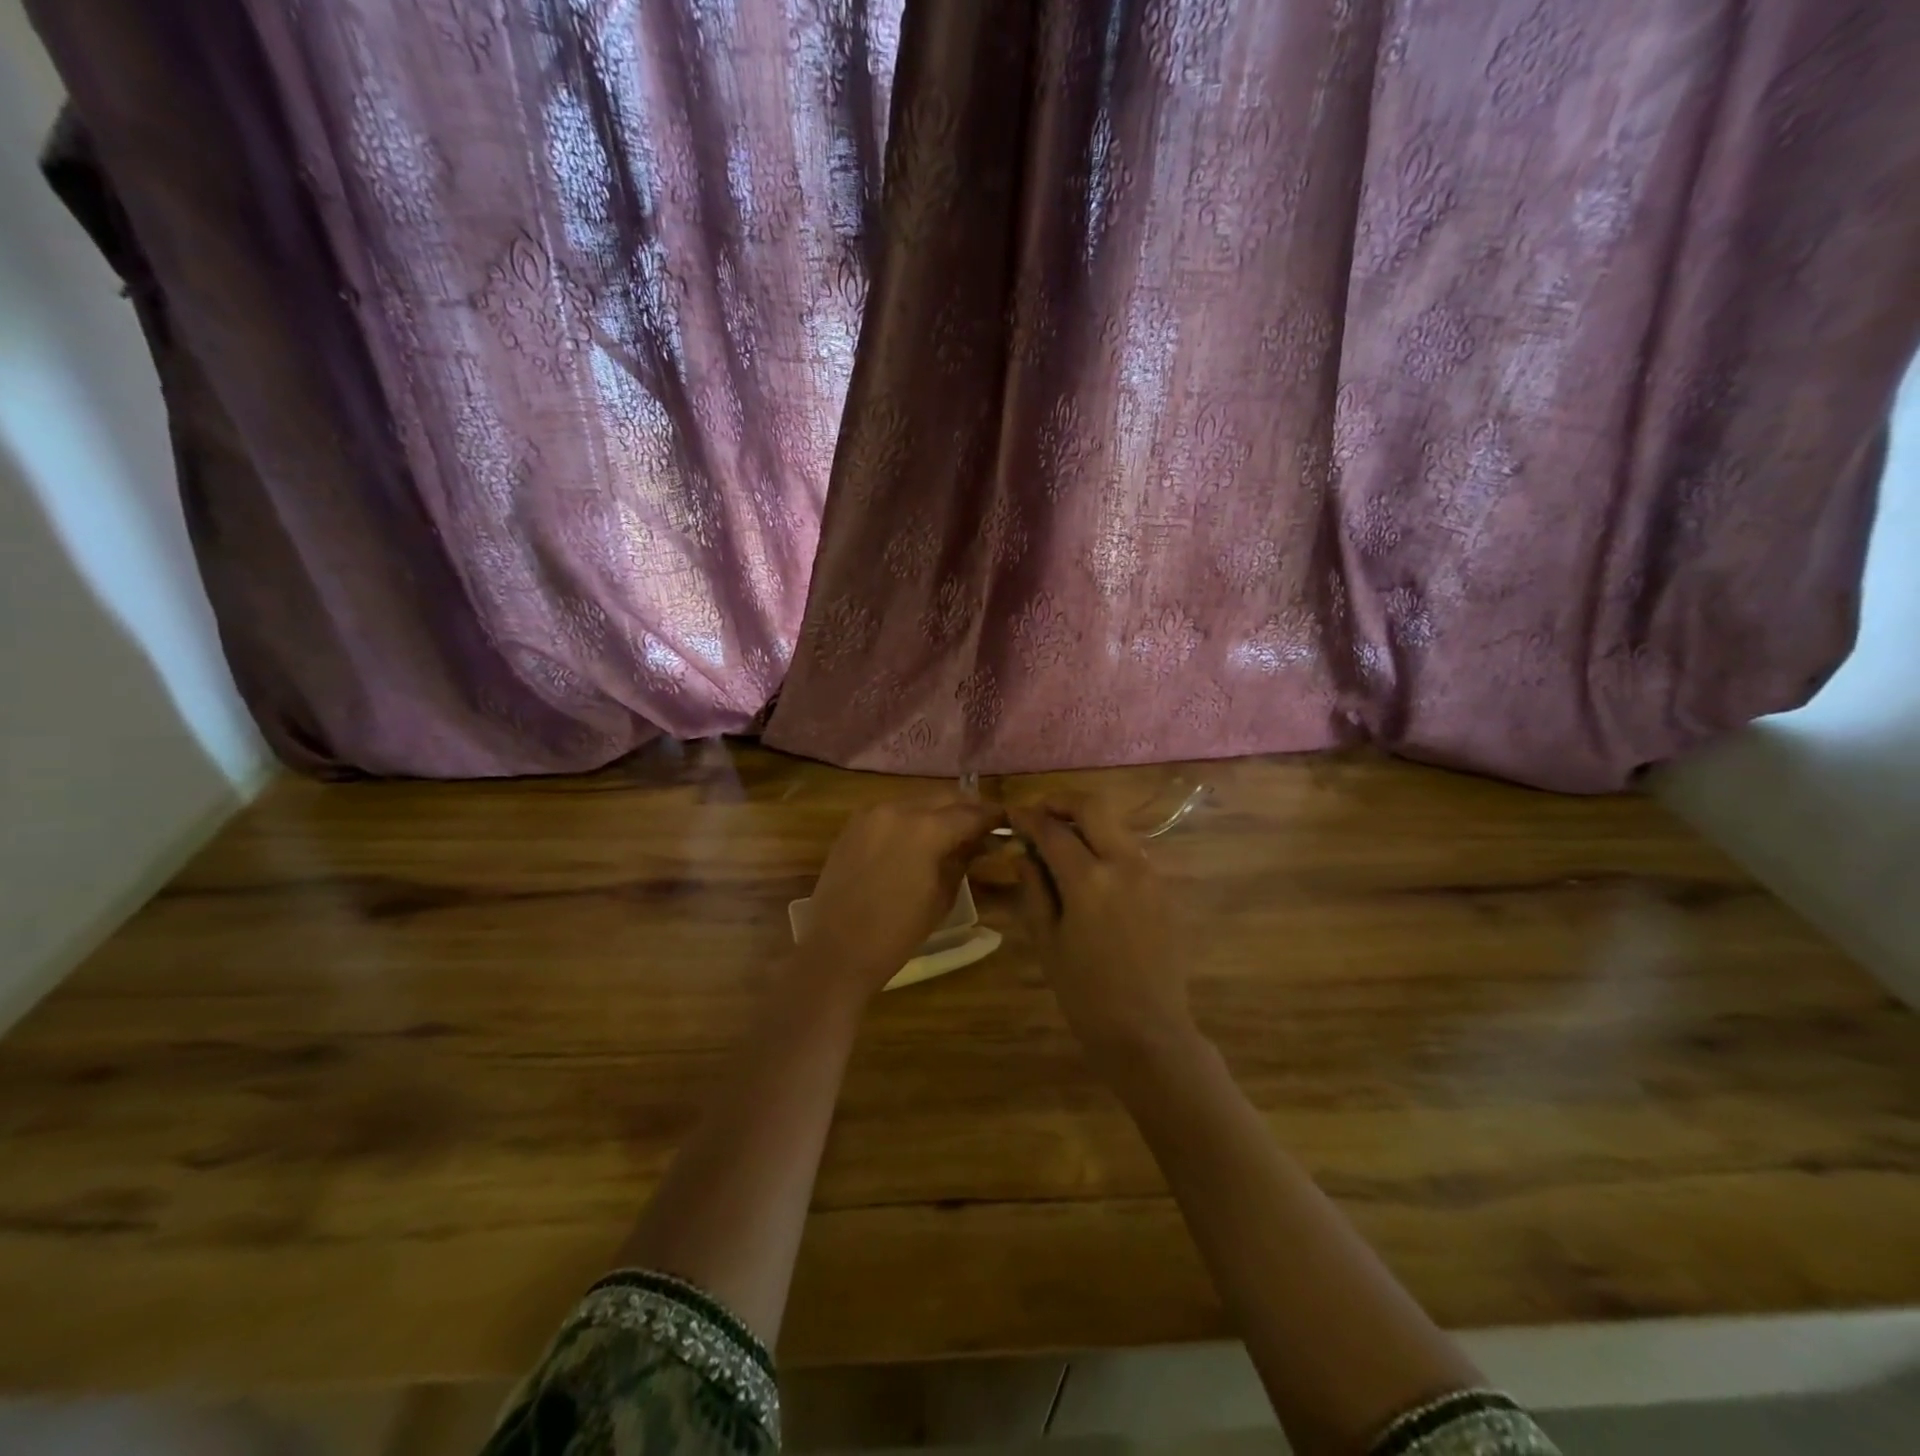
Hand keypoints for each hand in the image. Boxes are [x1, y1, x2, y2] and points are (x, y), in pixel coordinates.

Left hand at [799, 794, 1001, 996]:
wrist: (837, 950)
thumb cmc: (898, 932)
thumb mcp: (942, 897)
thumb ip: (963, 860)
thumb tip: (979, 842)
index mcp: (926, 830)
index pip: (971, 813)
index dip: (992, 817)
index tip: (1006, 821)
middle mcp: (899, 810)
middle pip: (943, 797)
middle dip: (965, 808)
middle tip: (981, 826)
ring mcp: (871, 814)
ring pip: (916, 801)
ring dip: (937, 811)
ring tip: (951, 831)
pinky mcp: (853, 825)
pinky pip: (891, 811)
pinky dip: (910, 818)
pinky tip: (917, 838)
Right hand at [1009, 796, 1194, 1061]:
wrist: (1148, 1031)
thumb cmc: (1085, 993)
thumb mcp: (1047, 941)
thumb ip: (1034, 889)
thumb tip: (1023, 853)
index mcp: (1089, 880)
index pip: (1053, 831)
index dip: (1028, 818)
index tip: (1012, 815)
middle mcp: (1124, 865)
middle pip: (1093, 807)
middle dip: (1062, 802)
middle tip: (1039, 813)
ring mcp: (1150, 874)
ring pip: (1115, 826)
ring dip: (1086, 822)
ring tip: (1060, 841)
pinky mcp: (1164, 888)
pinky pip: (1131, 851)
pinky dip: (1106, 846)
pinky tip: (1089, 870)